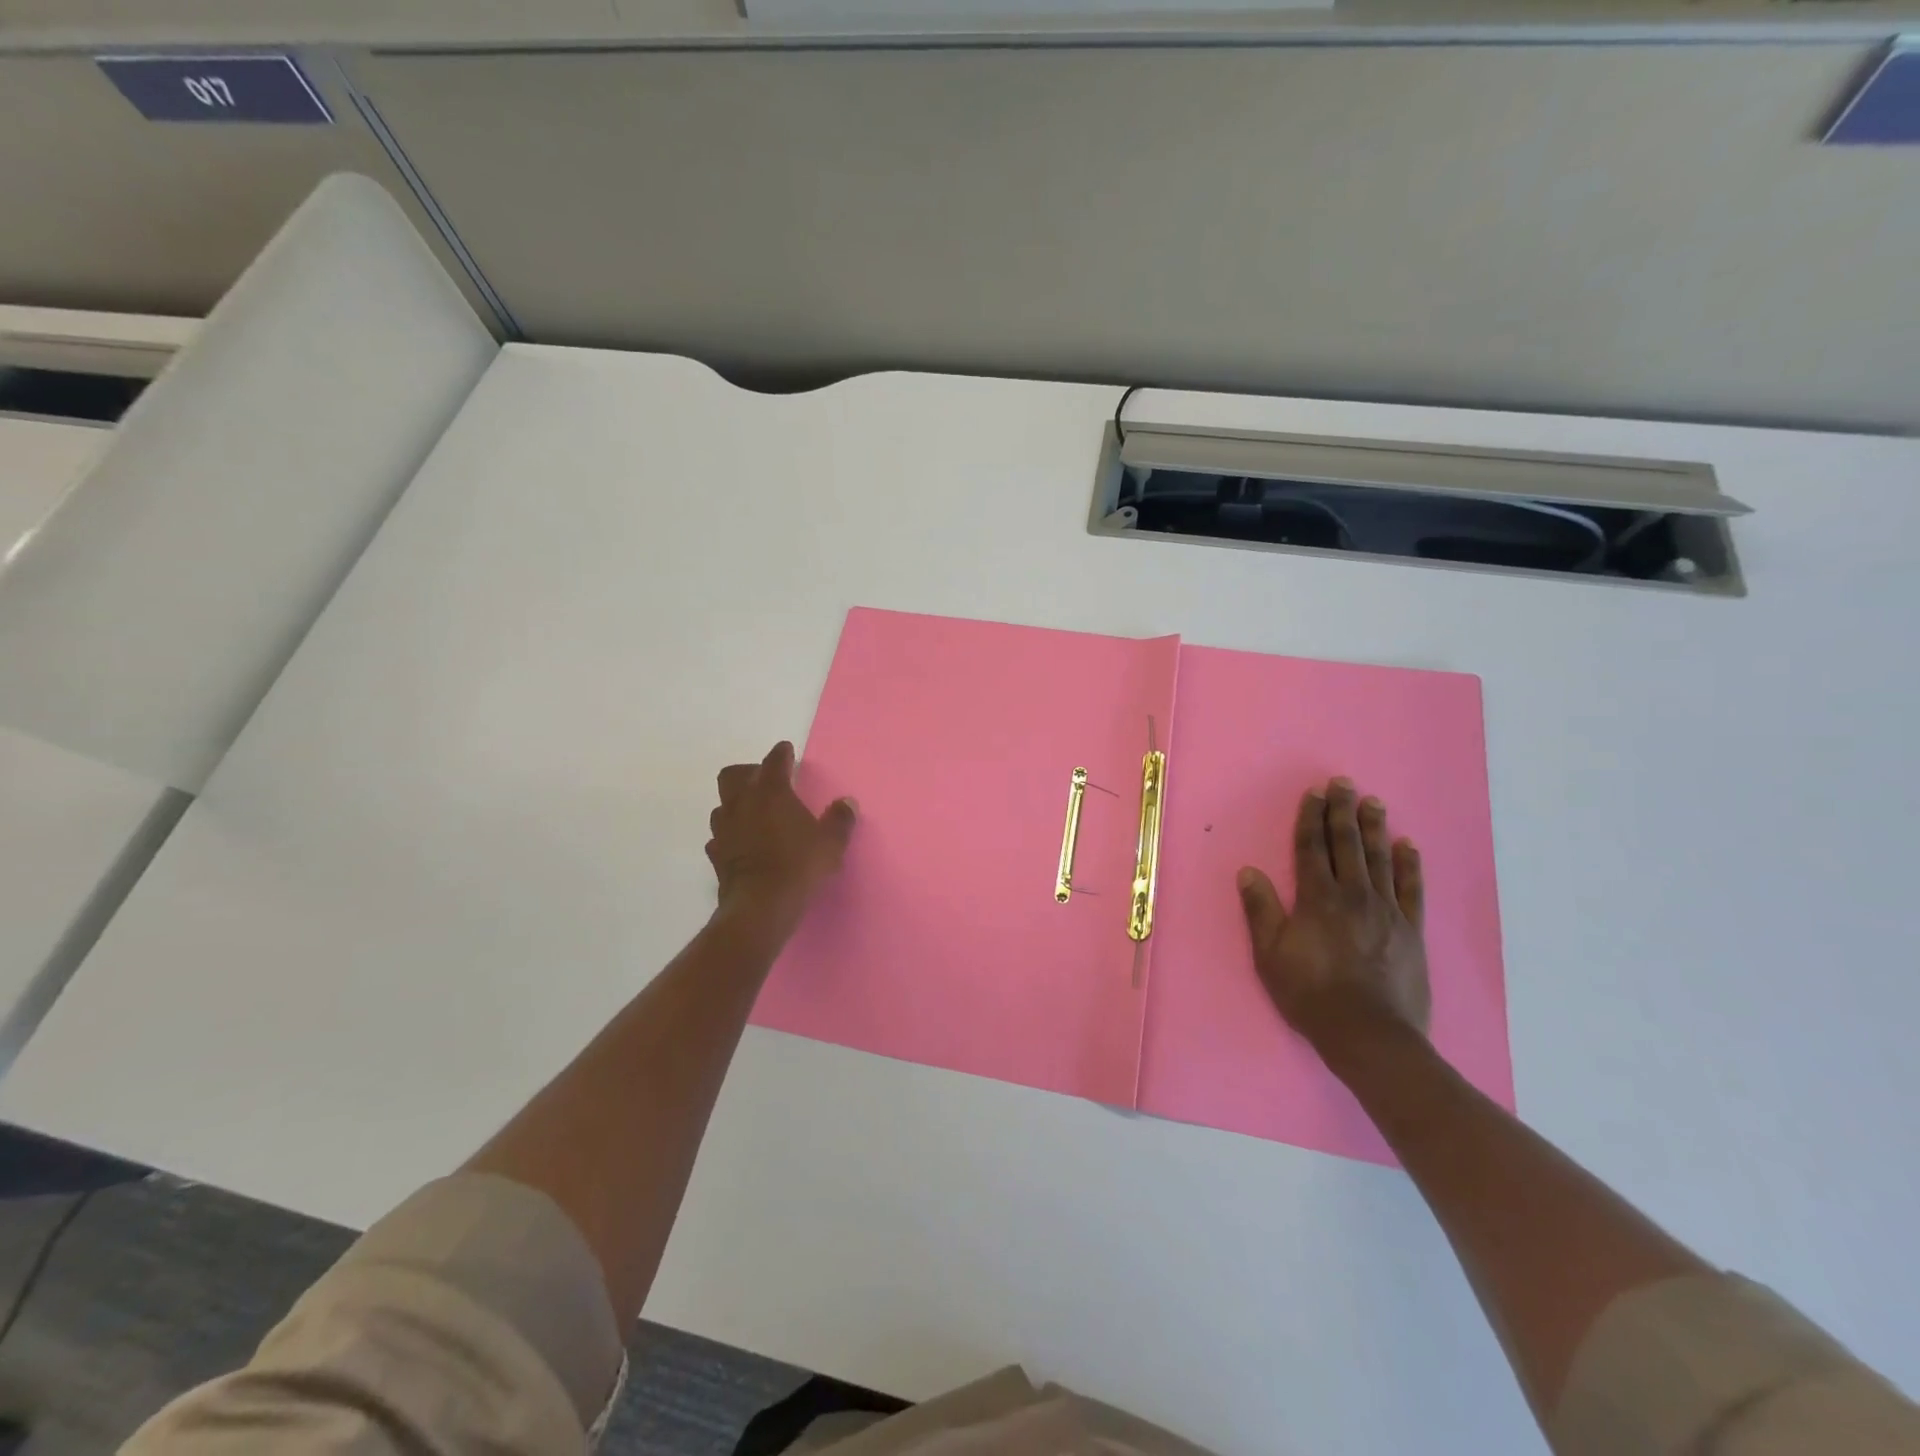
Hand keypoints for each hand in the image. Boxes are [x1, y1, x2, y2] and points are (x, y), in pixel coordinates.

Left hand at [706, 741, 855, 933]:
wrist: (761, 905)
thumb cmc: (799, 865)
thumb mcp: (831, 843)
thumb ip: (840, 819)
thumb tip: (847, 803)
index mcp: (772, 793)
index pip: (774, 761)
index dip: (781, 753)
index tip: (786, 750)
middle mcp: (743, 803)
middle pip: (733, 775)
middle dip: (748, 772)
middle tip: (766, 780)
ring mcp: (725, 829)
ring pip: (723, 804)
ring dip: (736, 803)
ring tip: (753, 813)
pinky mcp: (716, 854)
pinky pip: (720, 836)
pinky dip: (731, 834)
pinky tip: (742, 843)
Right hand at [1237, 777, 1430, 1047]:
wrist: (1369, 1034)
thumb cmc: (1310, 994)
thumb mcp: (1270, 955)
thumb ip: (1261, 910)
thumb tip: (1248, 871)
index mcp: (1317, 898)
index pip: (1312, 848)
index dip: (1311, 818)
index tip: (1314, 793)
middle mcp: (1354, 895)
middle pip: (1348, 845)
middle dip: (1343, 812)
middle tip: (1344, 784)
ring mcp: (1387, 911)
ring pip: (1380, 859)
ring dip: (1375, 828)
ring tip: (1374, 802)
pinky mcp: (1411, 930)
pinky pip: (1412, 889)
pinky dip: (1410, 865)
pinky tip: (1408, 845)